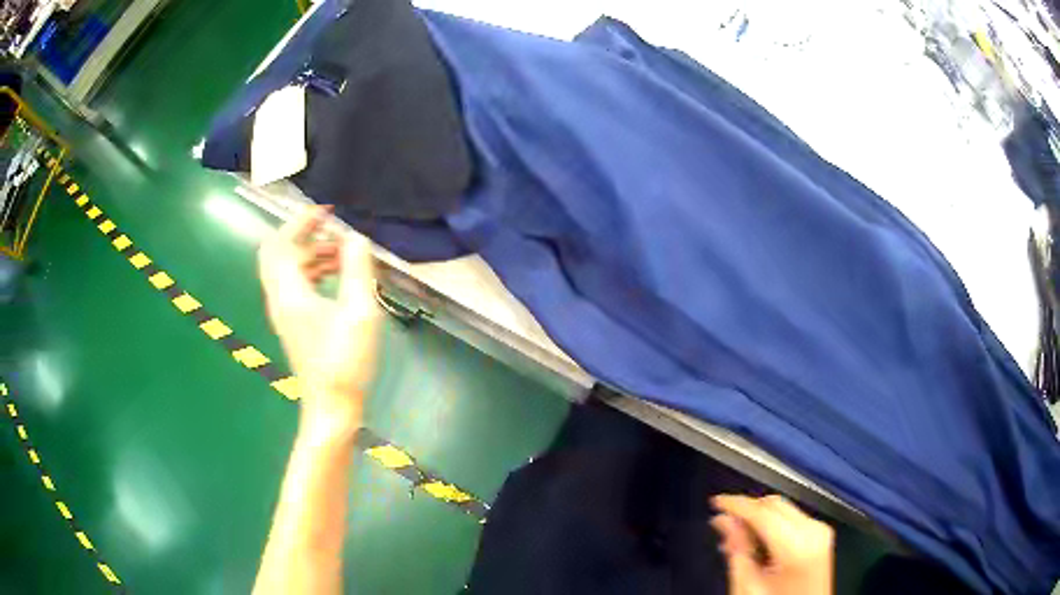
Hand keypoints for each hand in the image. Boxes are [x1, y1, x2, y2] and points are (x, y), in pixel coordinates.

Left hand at [258, 205, 380, 440]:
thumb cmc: (345, 362)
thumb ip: (358, 270)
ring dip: (310, 253)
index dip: (300, 222)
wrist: (332, 407)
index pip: (281, 243)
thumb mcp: (360, 313)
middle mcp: (280, 299)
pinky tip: (337, 276)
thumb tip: (356, 237)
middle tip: (330, 227)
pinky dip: (312, 271)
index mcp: (289, 293)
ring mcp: (284, 313)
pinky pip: (295, 284)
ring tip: (343, 252)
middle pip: (277, 253)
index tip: (327, 212)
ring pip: (287, 269)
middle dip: (302, 234)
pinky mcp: (293, 323)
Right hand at [710, 494, 833, 594]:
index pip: (763, 512)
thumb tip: (724, 521)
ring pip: (783, 509)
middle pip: (775, 505)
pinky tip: (757, 542)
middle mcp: (814, 530)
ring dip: (758, 518)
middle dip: (747, 511)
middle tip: (722, 527)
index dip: (736, 504)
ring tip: (736, 540)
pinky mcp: (821, 534)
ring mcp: (821, 530)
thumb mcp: (747, 587)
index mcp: (797, 545)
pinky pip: (792, 518)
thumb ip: (737, 551)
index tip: (715, 502)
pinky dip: (772, 525)